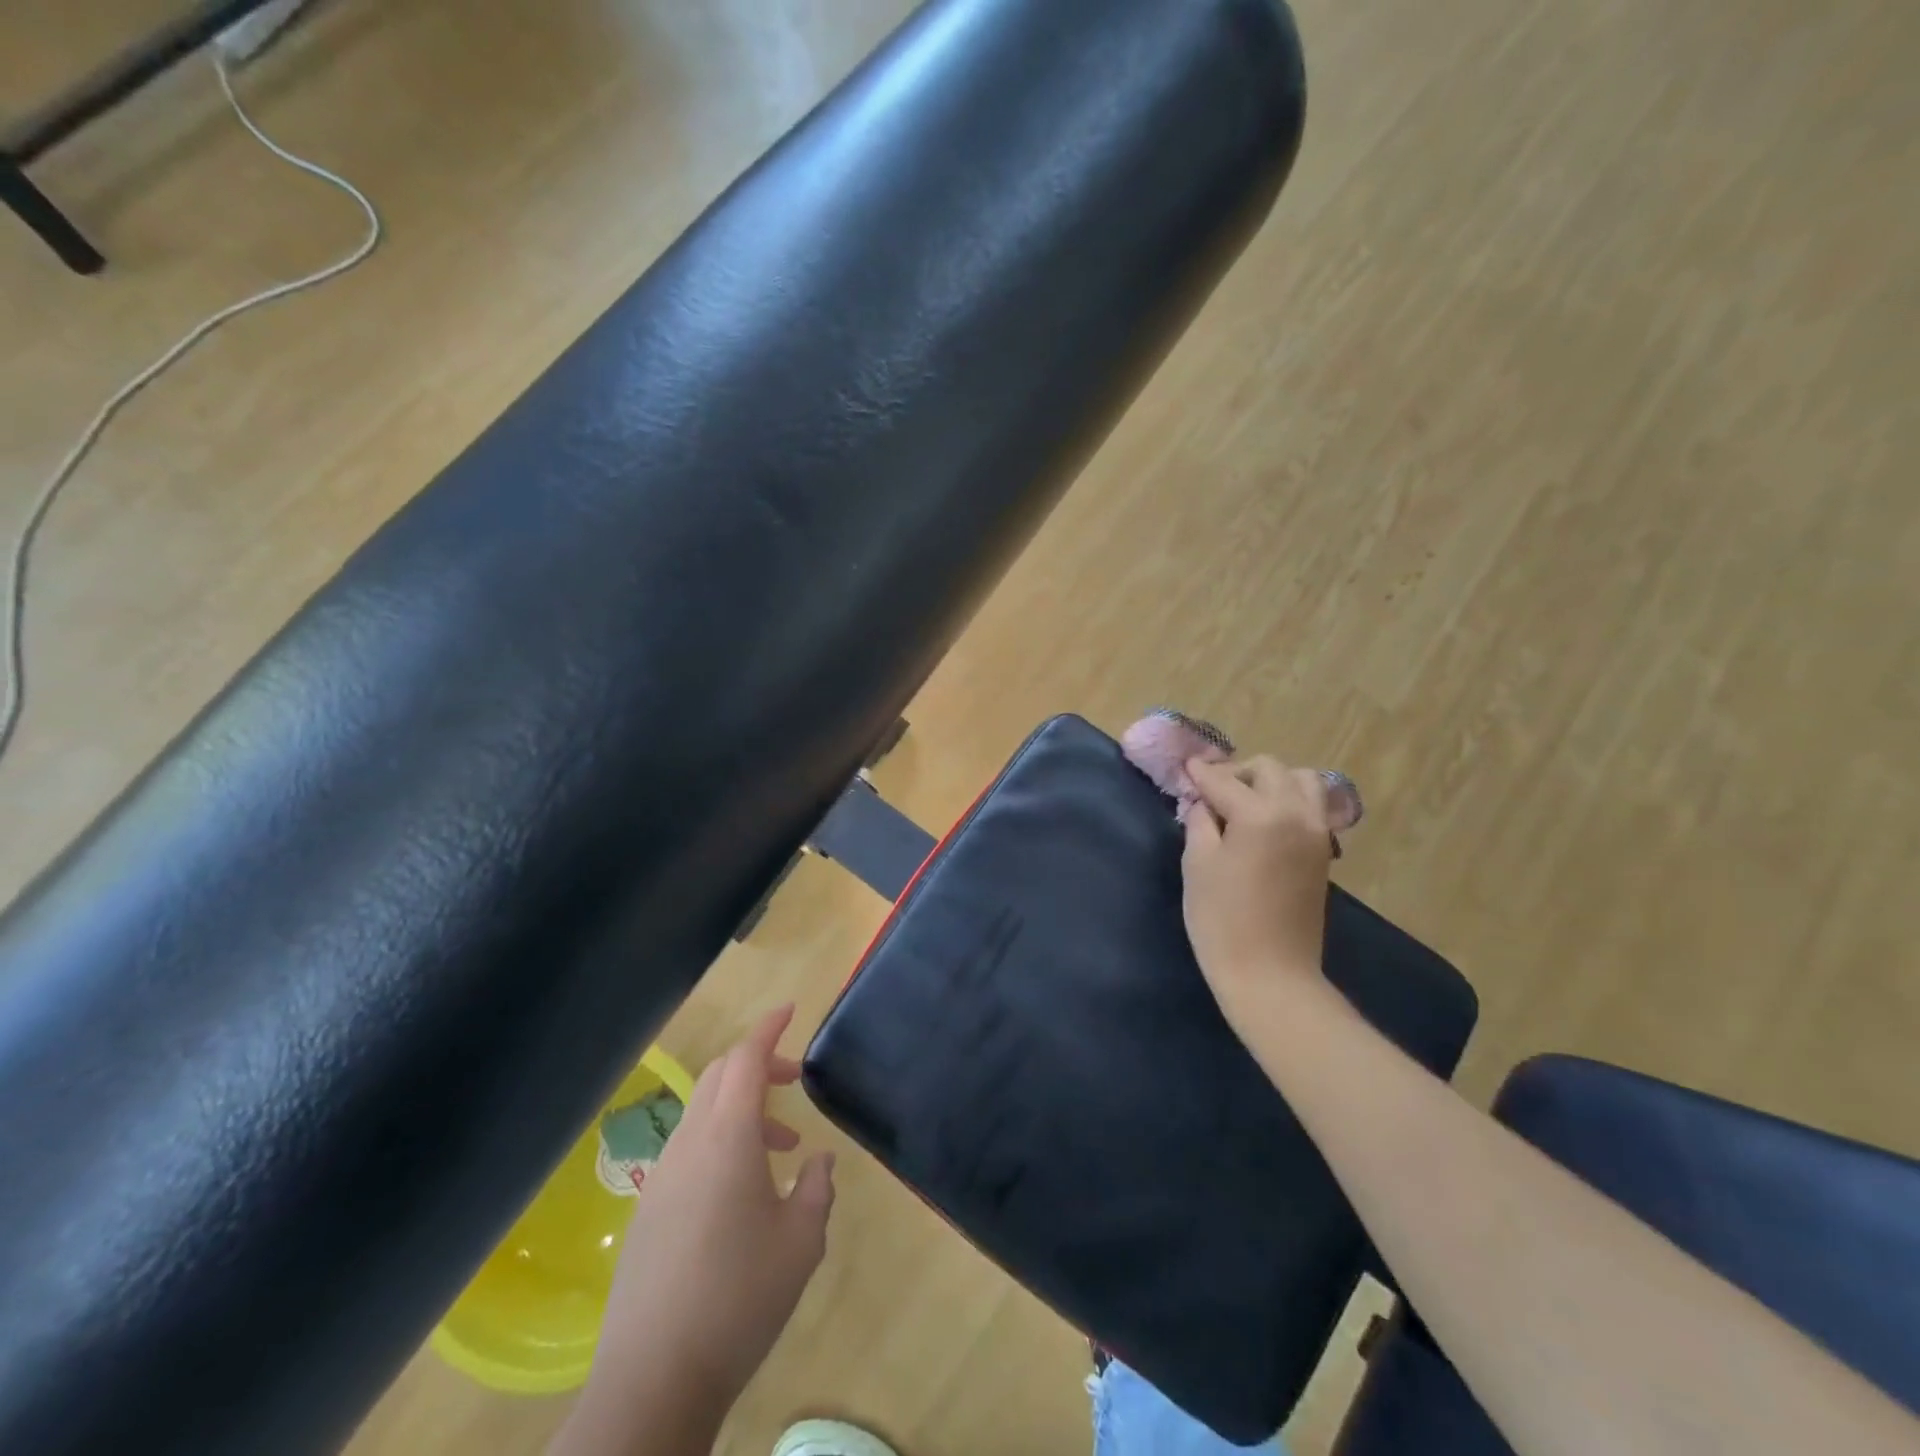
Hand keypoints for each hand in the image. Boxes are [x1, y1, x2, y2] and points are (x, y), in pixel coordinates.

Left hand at [559, 1006, 834, 1455]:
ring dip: (744, 1108)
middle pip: (721, 1075)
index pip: (747, 1059)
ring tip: (782, 1148)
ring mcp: (664, 1175)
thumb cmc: (739, 1297)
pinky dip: (722, 1139)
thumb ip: (817, 1190)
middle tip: (795, 1079)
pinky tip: (744, 1190)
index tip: (791, 1009)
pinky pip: (691, 1146)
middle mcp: (690, 1143)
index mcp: (727, 1137)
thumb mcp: (802, 1241)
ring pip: (706, 1111)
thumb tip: (818, 1163)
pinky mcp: (650, 1207)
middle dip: (759, 1063)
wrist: (654, 1378)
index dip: (769, 1028)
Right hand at [1181, 756, 1333, 1032]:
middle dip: (1238, 773)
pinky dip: (1289, 801)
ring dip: (1271, 782)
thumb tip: (1204, 802)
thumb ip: (1200, 822)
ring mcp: (1317, 832)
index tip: (1185, 768)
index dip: (1200, 773)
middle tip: (1212, 794)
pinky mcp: (1323, 852)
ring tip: (1245, 805)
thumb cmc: (1222, 919)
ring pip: (1301, 781)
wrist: (1270, 973)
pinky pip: (1311, 806)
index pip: (1224, 780)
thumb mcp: (1197, 864)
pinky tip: (1264, 823)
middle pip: (1269, 769)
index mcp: (1261, 814)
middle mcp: (1296, 813)